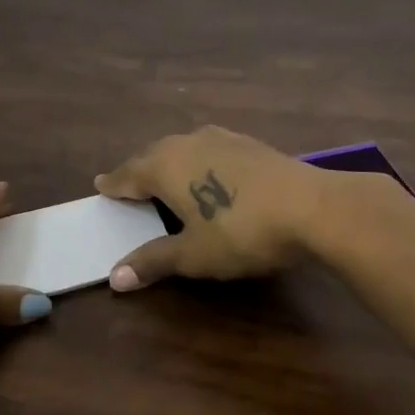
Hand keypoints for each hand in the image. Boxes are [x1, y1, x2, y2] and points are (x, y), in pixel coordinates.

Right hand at [95, 126, 342, 289]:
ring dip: (172, 164)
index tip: (101, 187)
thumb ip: (154, 260)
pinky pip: (211, 150)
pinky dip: (200, 163)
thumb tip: (115, 277)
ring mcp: (223, 138)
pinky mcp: (251, 143)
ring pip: (185, 148)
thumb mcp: (194, 254)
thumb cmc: (242, 232)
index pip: (128, 174)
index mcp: (165, 165)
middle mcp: (189, 142)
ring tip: (168, 180)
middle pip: (154, 155)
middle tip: (131, 187)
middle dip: (141, 172)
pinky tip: (211, 175)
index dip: (114, 185)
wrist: (313, 207)